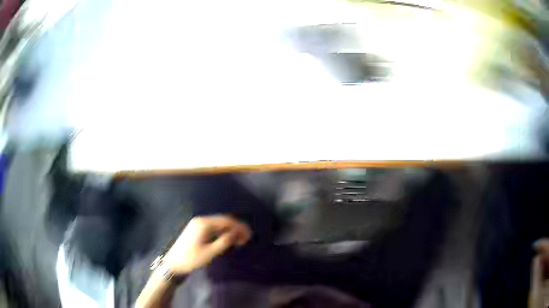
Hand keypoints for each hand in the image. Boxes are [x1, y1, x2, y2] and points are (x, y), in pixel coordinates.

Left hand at [163, 215, 250, 274]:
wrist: (173, 263)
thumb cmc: (191, 259)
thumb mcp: (210, 252)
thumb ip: (224, 241)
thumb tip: (237, 233)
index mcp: (204, 224)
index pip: (226, 221)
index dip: (239, 227)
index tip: (249, 236)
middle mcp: (201, 220)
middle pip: (223, 220)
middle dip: (236, 228)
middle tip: (246, 239)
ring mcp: (197, 224)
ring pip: (218, 223)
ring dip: (229, 230)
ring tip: (239, 240)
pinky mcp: (196, 229)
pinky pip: (213, 227)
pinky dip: (222, 232)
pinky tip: (227, 239)